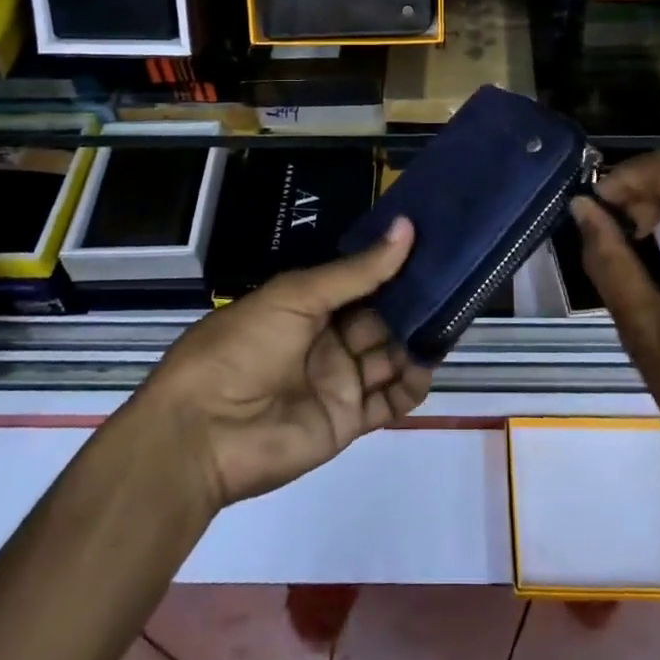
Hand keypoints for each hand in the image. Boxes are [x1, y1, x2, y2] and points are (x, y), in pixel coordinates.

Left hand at [137, 217, 431, 508]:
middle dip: (414, 304)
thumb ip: (357, 271)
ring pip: (390, 356)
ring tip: (451, 321)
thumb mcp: (297, 296)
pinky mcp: (347, 421)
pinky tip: (428, 365)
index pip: (362, 281)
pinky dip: (411, 386)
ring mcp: (338, 381)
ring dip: (417, 341)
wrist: (202, 432)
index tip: (434, 246)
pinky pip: (389, 401)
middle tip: (456, 284)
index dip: (394, 266)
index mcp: (309, 303)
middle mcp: (327, 339)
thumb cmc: (244, 346)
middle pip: (381, 318)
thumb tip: (407, 227)